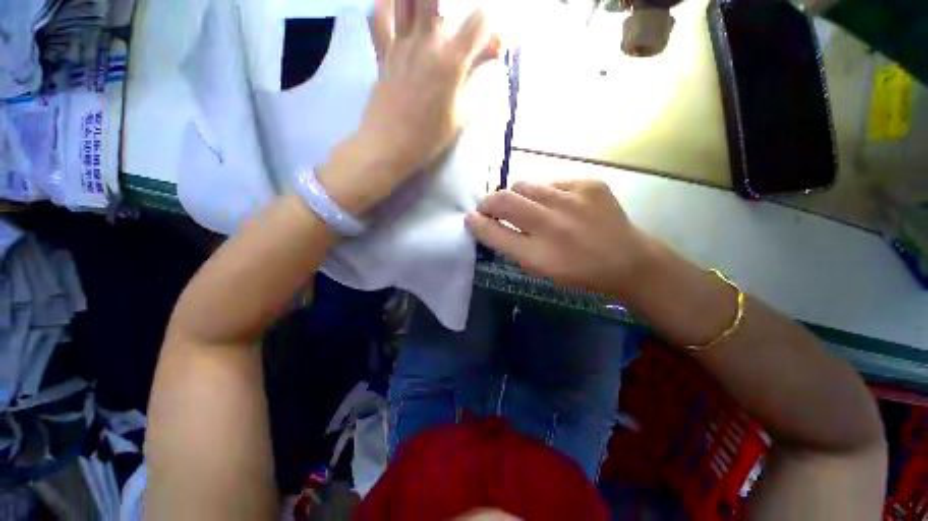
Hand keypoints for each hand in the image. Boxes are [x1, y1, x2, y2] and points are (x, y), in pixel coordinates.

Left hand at [318, 0, 498, 214]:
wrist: (389, 146)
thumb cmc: (428, 137)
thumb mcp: (461, 115)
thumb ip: (475, 81)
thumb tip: (487, 58)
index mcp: (450, 62)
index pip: (480, 21)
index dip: (493, 29)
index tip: (493, 48)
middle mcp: (426, 42)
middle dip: (455, 3)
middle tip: (459, 28)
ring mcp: (400, 44)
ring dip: (419, 2)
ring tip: (431, 15)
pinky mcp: (382, 52)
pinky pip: (378, 16)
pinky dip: (386, 5)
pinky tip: (397, 10)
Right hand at [466, 180, 652, 299]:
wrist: (627, 260)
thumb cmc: (577, 271)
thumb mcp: (539, 269)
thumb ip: (510, 246)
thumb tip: (485, 223)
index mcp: (539, 255)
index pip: (494, 233)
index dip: (477, 224)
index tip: (470, 219)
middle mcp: (552, 225)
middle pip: (504, 200)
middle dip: (489, 202)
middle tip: (489, 207)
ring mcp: (573, 200)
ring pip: (524, 185)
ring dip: (517, 196)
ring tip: (527, 206)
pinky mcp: (589, 185)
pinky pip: (551, 182)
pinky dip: (546, 193)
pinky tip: (558, 205)